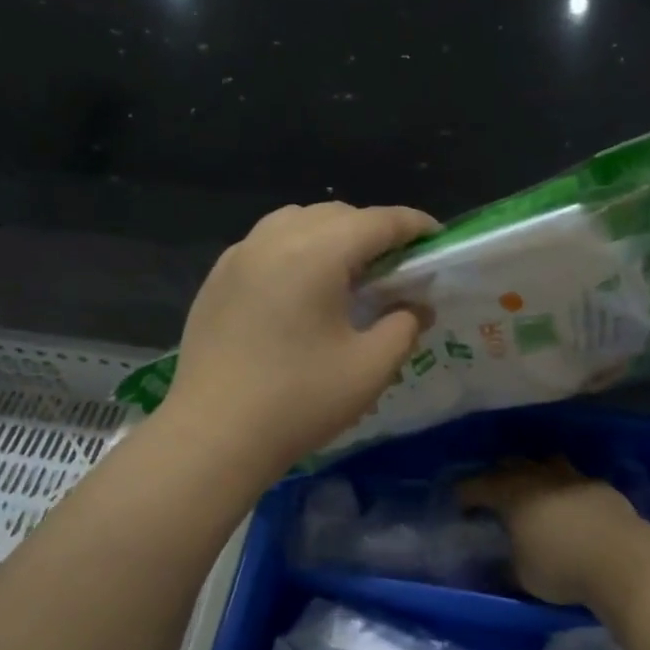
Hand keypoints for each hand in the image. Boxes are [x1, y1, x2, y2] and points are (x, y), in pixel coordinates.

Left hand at [162, 202, 438, 476]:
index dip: (413, 225)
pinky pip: (265, 244)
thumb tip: (415, 307)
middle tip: (394, 267)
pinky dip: (295, 250)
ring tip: (346, 274)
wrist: (214, 436)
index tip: (435, 239)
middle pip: (336, 214)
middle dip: (372, 231)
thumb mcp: (370, 368)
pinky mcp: (216, 280)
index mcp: (317, 253)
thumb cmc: (299, 401)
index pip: (378, 221)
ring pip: (296, 221)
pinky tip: (300, 290)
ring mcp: (238, 256)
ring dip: (331, 235)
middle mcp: (274, 239)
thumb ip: (403, 327)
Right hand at [459, 459, 649, 612]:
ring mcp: (572, 478)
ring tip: (533, 489)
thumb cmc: (562, 568)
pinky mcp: (600, 487)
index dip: (466, 493)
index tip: (460, 502)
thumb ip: (504, 567)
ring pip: (546, 463)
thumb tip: (494, 566)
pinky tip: (568, 504)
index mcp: (512, 495)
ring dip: (535, 473)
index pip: (479, 486)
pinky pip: (574, 479)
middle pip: (512, 465)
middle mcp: (539, 478)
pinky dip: (564, 488)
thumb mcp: (522, 576)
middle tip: (494, 493)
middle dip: (498, 476)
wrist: (624, 560)